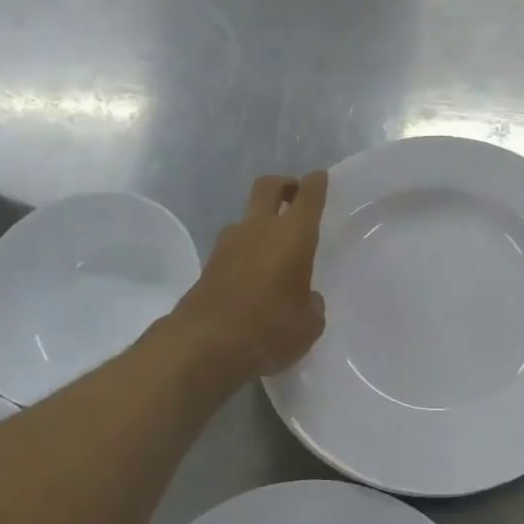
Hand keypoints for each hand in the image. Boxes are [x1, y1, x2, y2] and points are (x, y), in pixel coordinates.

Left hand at [177, 172, 328, 382]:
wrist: (204, 345)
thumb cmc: (269, 329)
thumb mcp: (308, 325)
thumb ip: (312, 305)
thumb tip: (306, 299)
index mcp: (292, 235)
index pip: (308, 196)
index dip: (316, 183)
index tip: (320, 178)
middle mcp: (259, 229)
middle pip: (268, 187)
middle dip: (284, 185)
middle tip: (295, 195)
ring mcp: (228, 244)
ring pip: (247, 217)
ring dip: (261, 222)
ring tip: (274, 247)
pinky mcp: (208, 265)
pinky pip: (233, 246)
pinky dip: (245, 250)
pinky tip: (254, 275)